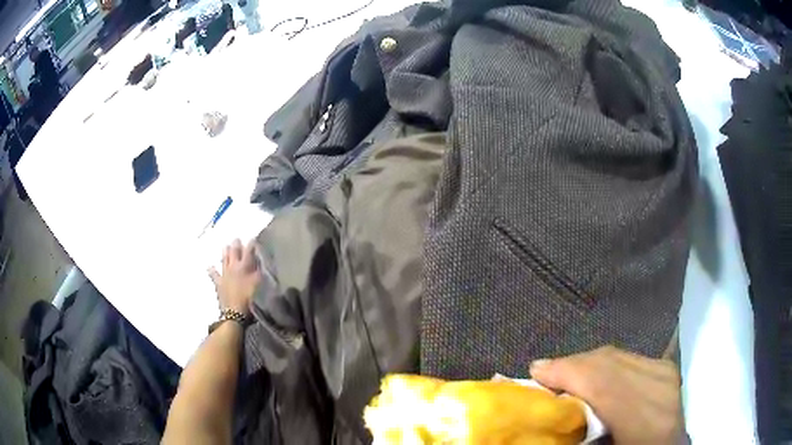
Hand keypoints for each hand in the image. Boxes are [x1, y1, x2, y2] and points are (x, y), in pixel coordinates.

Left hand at [208, 239, 260, 316]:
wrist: (235, 312)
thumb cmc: (250, 298)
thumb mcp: (258, 284)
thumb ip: (259, 271)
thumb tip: (259, 261)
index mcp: (244, 267)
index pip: (248, 252)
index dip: (251, 245)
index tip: (252, 238)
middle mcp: (233, 268)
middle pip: (234, 253)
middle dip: (236, 245)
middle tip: (236, 239)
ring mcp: (224, 275)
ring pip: (224, 260)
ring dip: (225, 253)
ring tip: (225, 246)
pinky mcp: (219, 284)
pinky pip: (214, 275)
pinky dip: (212, 271)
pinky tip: (209, 267)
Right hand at [530, 346, 682, 443]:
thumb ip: (576, 431)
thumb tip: (547, 407)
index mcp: (646, 424)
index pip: (605, 385)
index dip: (568, 373)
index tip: (536, 371)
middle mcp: (661, 392)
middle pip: (610, 363)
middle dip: (573, 364)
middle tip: (544, 372)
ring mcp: (667, 375)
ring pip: (618, 355)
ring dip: (587, 363)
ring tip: (565, 374)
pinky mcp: (667, 368)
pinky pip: (629, 356)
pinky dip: (605, 362)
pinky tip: (592, 372)